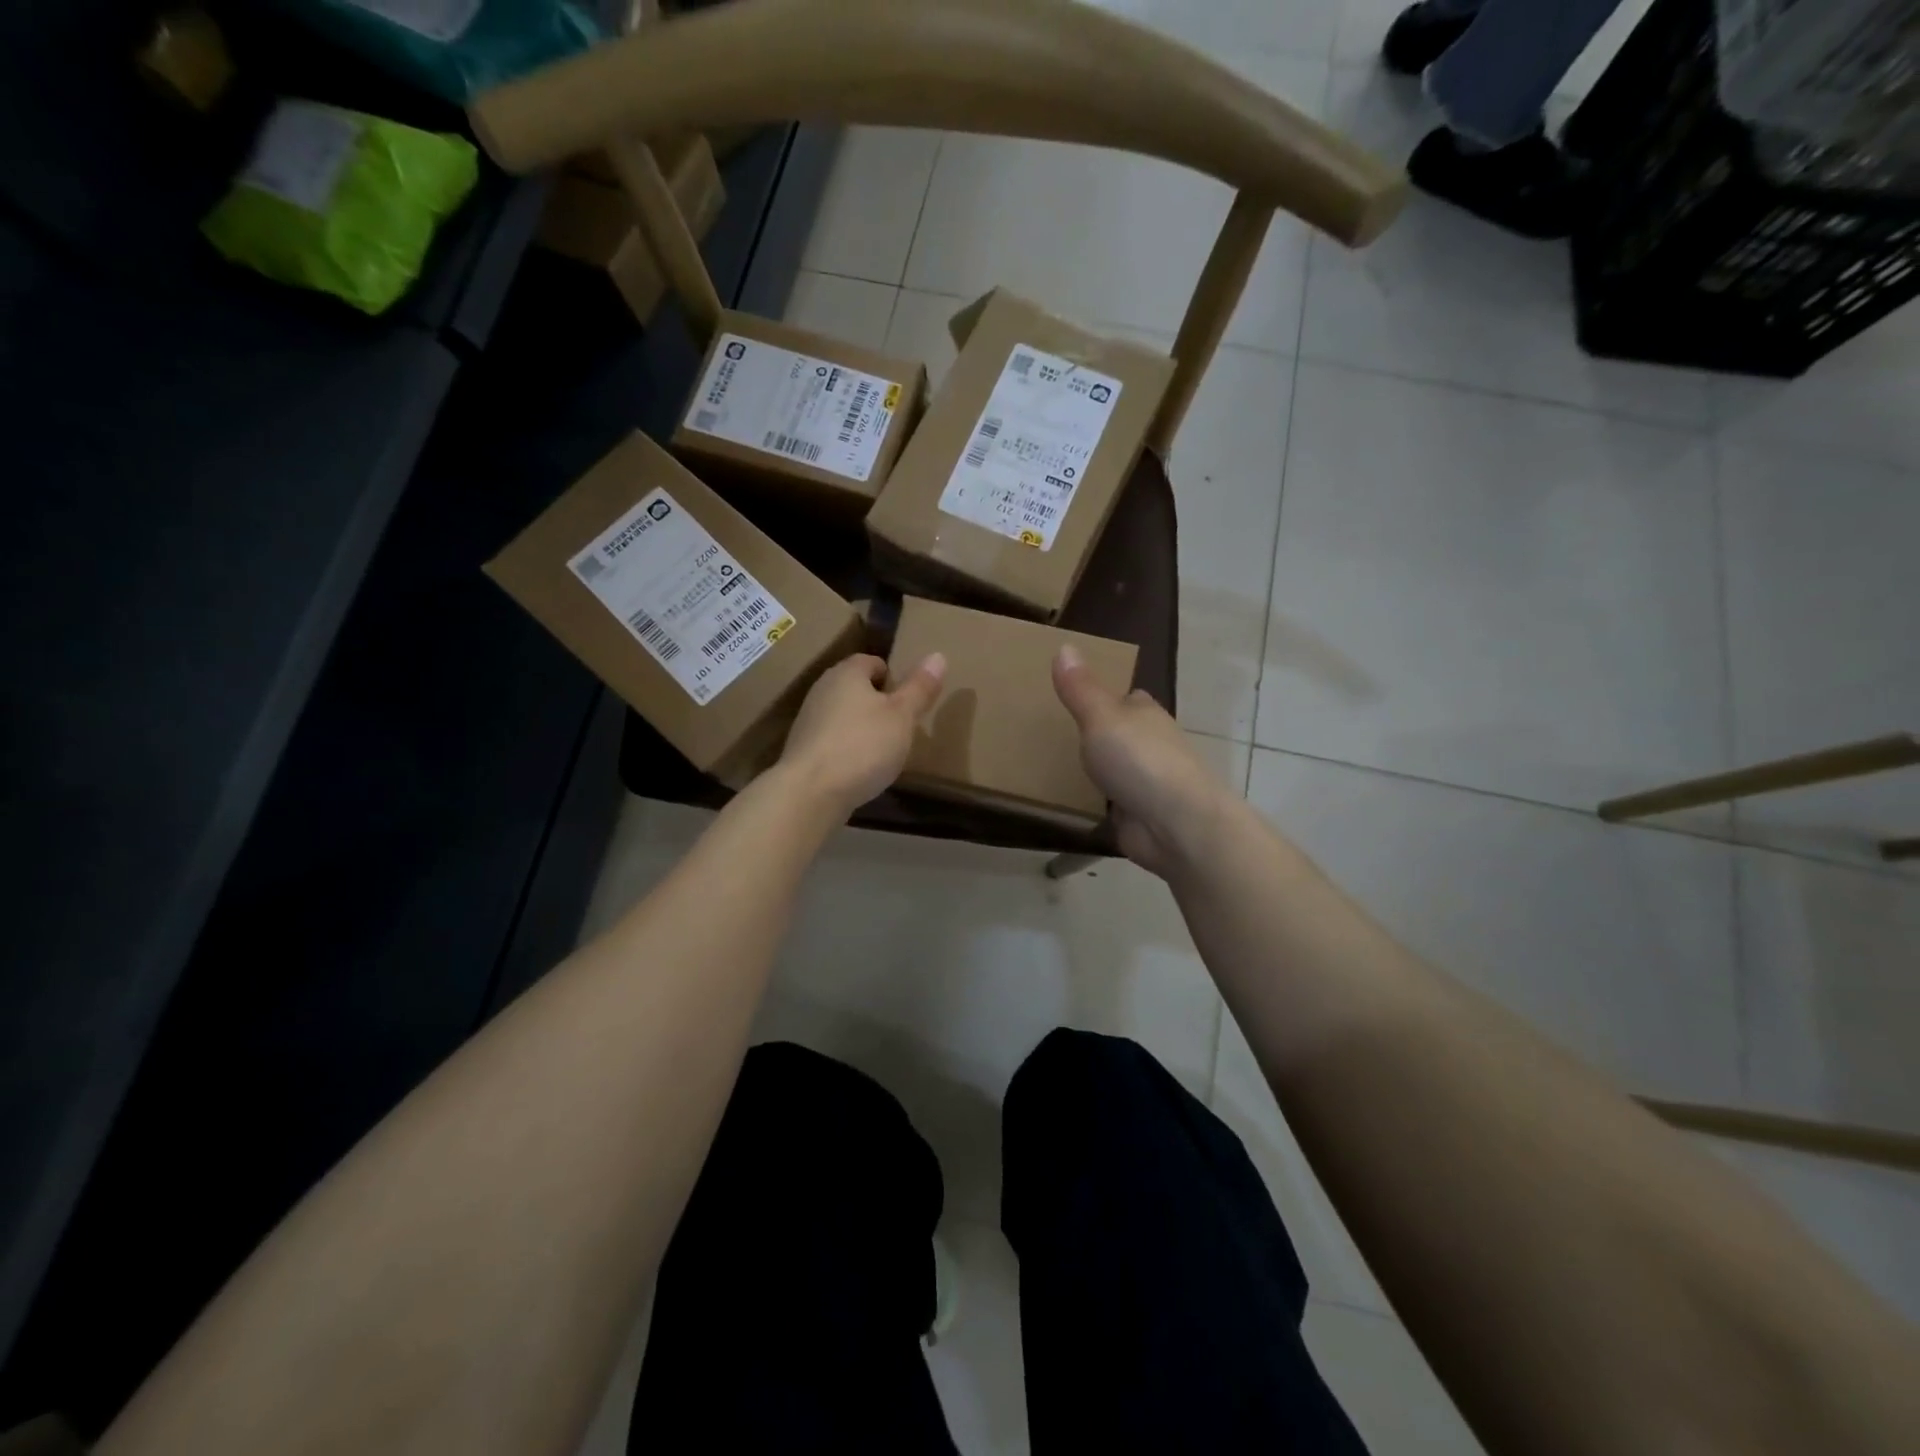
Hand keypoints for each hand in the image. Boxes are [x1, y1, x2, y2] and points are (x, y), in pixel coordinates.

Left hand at [778, 652, 946, 818]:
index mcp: (846, 673)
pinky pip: (832, 740)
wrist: (811, 793)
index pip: (872, 662)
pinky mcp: (803, 749)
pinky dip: (847, 748)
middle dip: (878, 703)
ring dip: (862, 727)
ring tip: (884, 750)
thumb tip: (937, 656)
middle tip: (901, 725)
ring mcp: (808, 720)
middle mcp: (822, 689)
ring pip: (843, 714)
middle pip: (856, 688)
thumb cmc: (863, 745)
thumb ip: (920, 687)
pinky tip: (860, 769)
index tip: (910, 701)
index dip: (893, 677)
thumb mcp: (902, 716)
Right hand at [1053, 645, 1233, 876]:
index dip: (1105, 696)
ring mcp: (1146, 784)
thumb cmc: (1140, 760)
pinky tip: (1070, 806)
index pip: (1127, 699)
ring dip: (1096, 772)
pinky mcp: (1138, 816)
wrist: (1176, 825)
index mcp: (1146, 715)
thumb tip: (1065, 645)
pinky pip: (1110, 807)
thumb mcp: (1101, 716)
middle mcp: (1150, 746)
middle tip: (1052, 735)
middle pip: (1121, 735)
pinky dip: (1096, 806)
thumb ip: (1081, 688)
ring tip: (1052, 770)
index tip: (1073, 696)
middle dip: (1097, 736)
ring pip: (1115, 771)